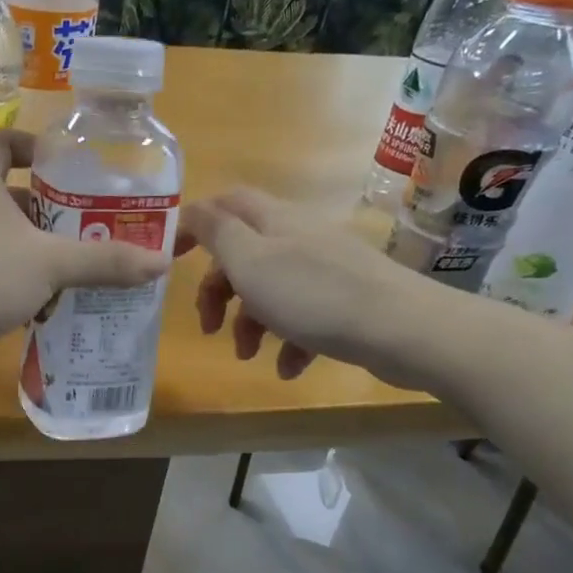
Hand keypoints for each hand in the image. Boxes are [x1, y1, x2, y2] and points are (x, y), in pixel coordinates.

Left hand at [0, 130, 169, 391]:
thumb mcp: (50, 264)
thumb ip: (104, 262)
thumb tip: (161, 262)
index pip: (0, 144)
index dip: (33, 147)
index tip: (67, 166)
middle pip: (7, 199)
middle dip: (49, 214)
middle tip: (91, 230)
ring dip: (35, 256)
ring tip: (78, 273)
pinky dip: (15, 289)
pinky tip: (44, 310)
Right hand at [177, 187, 461, 390]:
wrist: (402, 328)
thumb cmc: (313, 293)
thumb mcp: (250, 260)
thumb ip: (216, 232)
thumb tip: (191, 209)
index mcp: (273, 220)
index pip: (223, 205)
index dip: (193, 224)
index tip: (170, 259)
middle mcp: (298, 237)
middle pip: (242, 253)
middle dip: (219, 290)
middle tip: (208, 325)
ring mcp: (325, 269)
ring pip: (270, 289)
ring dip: (250, 323)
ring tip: (247, 356)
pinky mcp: (346, 300)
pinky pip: (303, 317)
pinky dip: (288, 341)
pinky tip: (287, 368)